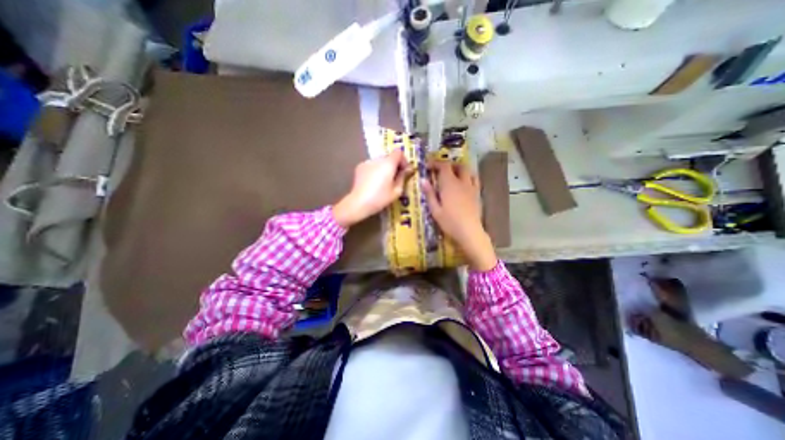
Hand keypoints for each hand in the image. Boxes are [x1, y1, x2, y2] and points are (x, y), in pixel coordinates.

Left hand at [334, 150, 413, 227]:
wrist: (359, 203)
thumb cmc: (380, 198)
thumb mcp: (397, 191)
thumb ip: (403, 177)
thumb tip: (405, 171)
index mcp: (388, 163)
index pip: (399, 153)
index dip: (403, 161)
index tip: (404, 171)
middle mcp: (377, 159)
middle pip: (389, 157)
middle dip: (394, 166)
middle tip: (395, 178)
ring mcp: (367, 162)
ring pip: (380, 162)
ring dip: (384, 168)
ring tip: (383, 182)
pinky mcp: (359, 167)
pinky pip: (371, 166)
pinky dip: (375, 171)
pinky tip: (373, 183)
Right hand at [423, 162, 494, 270]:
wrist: (469, 231)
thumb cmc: (449, 222)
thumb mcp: (435, 209)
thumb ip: (429, 193)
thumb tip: (423, 180)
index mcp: (449, 184)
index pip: (444, 166)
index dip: (436, 163)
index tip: (428, 166)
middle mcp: (462, 182)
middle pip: (458, 166)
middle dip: (449, 165)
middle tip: (440, 171)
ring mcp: (471, 187)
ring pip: (468, 171)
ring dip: (459, 169)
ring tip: (453, 175)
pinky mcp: (477, 194)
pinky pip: (474, 179)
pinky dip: (468, 177)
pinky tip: (464, 184)